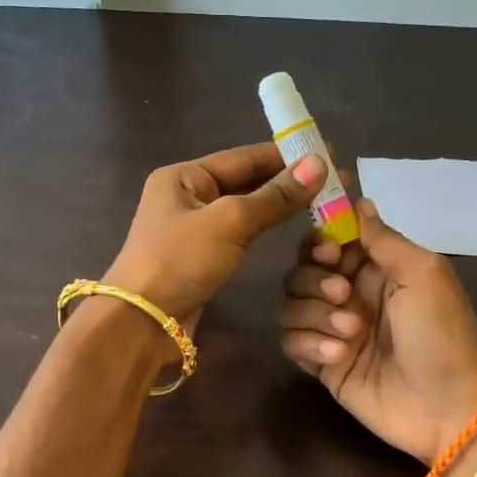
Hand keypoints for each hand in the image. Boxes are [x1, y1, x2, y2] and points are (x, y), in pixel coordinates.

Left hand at [105, 143, 326, 328]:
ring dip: (279, 205)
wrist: (142, 322)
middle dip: (287, 181)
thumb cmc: (179, 261)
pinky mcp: (201, 258)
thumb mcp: (229, 222)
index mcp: (183, 176)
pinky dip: (265, 228)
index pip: (244, 157)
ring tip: (322, 201)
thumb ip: (274, 196)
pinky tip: (291, 228)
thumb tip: (319, 163)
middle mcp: (186, 196)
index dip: (287, 155)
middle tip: (335, 182)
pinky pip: (240, 234)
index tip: (329, 153)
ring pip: (244, 209)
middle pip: (245, 181)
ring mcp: (192, 229)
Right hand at [279, 197, 476, 466]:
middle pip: (301, 270)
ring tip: (349, 335)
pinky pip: (290, 341)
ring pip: (291, 304)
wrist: (446, 409)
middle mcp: (349, 294)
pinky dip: (308, 344)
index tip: (328, 252)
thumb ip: (383, 238)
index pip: (328, 239)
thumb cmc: (441, 334)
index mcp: (376, 268)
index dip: (319, 241)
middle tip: (343, 296)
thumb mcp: (423, 273)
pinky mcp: (321, 363)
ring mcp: (332, 329)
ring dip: (314, 315)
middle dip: (314, 280)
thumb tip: (358, 201)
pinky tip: (337, 357)